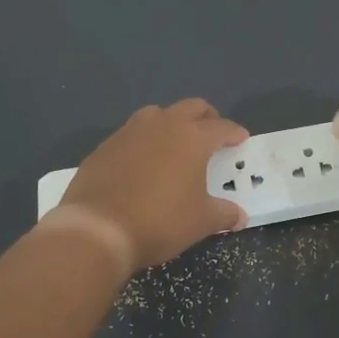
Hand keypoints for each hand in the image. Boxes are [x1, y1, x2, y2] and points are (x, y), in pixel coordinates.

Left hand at [62, 100, 249, 271]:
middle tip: (212, 132)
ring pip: (157, 114)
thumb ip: (223, 214)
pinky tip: (143, 162)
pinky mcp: (105, 146)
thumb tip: (240, 216)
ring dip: (171, 122)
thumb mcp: (200, 222)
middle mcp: (163, 125)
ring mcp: (130, 132)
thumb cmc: (160, 221)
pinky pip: (131, 134)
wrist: (97, 229)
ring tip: (175, 142)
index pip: (221, 127)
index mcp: (192, 138)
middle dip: (206, 117)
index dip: (234, 132)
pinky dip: (144, 141)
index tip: (241, 139)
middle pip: (191, 107)